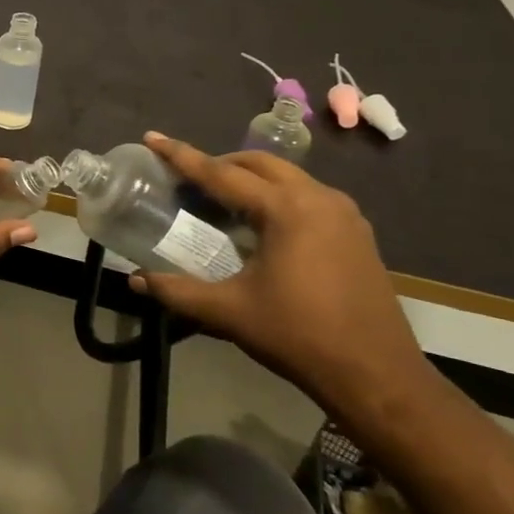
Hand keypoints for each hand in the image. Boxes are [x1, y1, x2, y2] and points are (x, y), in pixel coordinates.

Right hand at [128, 133, 433, 425]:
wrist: (377, 375)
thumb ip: (178, 291)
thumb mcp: (229, 312)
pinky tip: (263, 225)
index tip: (153, 138)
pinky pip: (308, 196)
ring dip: (251, 178)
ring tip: (221, 200)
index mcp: (286, 209)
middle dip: (220, 162)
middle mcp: (318, 198)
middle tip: (187, 178)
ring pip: (287, 176)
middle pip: (259, 163)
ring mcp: (344, 214)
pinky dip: (277, 196)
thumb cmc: (299, 336)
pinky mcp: (357, 233)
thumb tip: (135, 280)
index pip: (221, 173)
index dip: (182, 156)